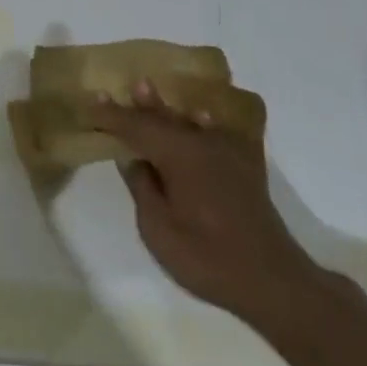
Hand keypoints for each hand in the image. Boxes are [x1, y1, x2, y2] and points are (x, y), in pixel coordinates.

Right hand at [88, 81, 317, 326]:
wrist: (273, 280)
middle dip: (142, 104)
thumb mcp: (158, 229)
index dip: (113, 115)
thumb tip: (133, 159)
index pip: (137, 127)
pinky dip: (202, 123)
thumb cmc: (207, 257)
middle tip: (125, 84)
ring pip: (188, 121)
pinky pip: (217, 133)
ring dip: (167, 108)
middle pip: (164, 118)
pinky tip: (200, 118)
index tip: (93, 100)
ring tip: (150, 89)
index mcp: (178, 154)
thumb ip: (143, 188)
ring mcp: (227, 153)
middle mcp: (202, 143)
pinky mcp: (245, 169)